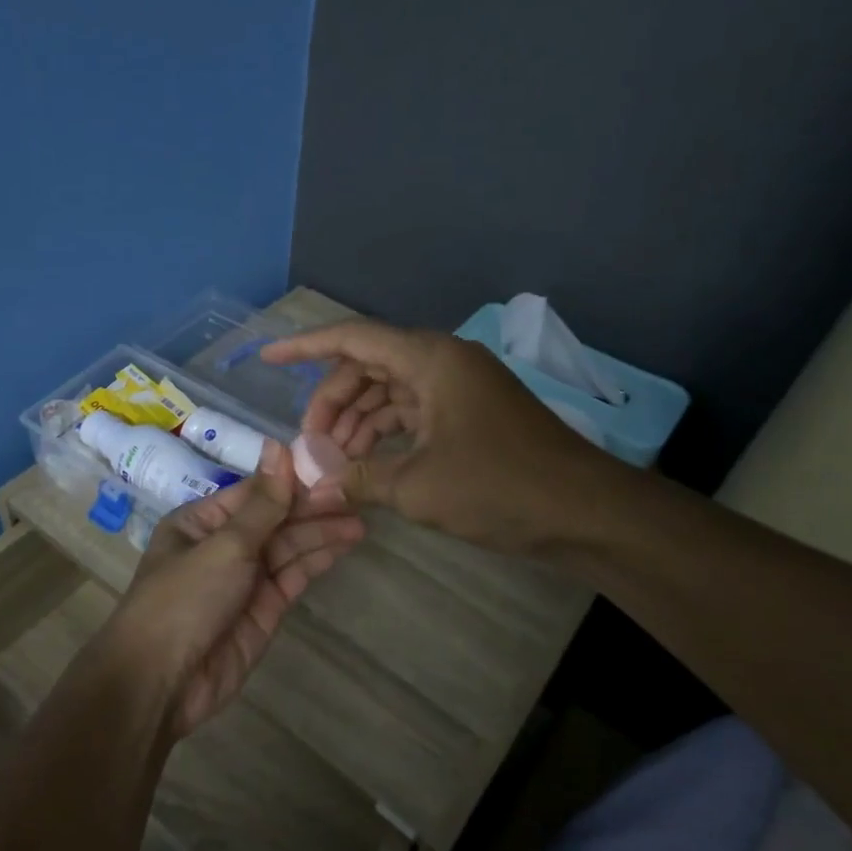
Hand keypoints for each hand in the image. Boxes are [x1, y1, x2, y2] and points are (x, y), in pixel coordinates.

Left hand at [107, 440, 364, 735]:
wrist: (161, 683)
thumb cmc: (184, 599)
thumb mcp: (224, 545)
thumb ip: (263, 503)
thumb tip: (278, 446)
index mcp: (201, 521)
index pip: (255, 492)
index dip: (292, 480)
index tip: (331, 466)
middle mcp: (224, 545)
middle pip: (275, 519)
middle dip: (312, 507)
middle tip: (356, 494)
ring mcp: (245, 579)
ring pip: (289, 547)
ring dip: (322, 532)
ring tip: (361, 517)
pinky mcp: (264, 609)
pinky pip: (294, 575)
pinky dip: (318, 559)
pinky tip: (345, 543)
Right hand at [261, 321, 608, 554]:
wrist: (585, 511)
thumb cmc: (498, 487)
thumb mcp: (416, 486)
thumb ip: (357, 478)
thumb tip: (314, 485)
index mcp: (429, 359)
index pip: (352, 338)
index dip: (304, 347)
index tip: (266, 357)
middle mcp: (443, 361)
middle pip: (368, 366)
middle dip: (332, 402)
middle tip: (309, 444)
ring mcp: (459, 387)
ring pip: (390, 391)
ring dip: (358, 422)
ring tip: (334, 462)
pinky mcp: (470, 413)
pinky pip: (414, 411)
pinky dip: (386, 433)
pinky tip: (366, 464)